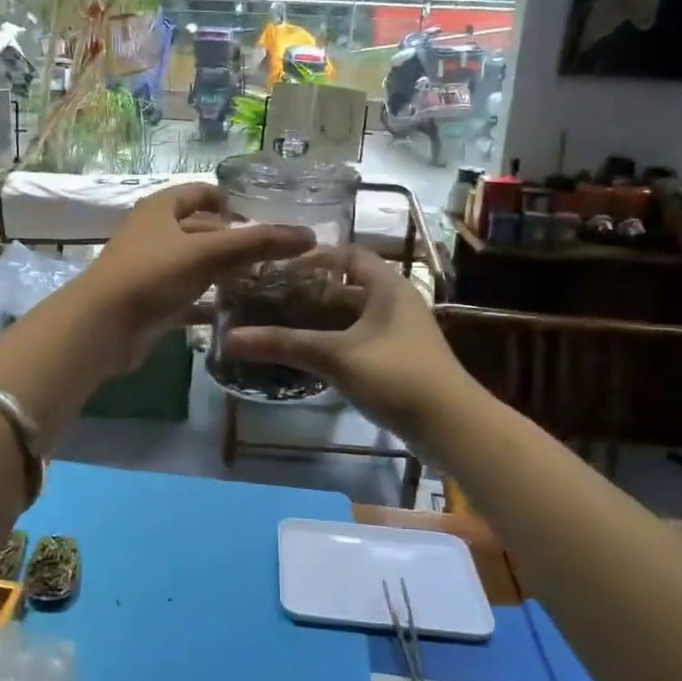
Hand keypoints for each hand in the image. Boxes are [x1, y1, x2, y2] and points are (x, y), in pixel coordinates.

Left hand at [69, 184, 315, 373]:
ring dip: (224, 272)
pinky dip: (209, 302)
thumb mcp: (208, 253)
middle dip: (234, 240)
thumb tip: (307, 235)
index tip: (264, 218)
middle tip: (273, 256)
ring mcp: (151, 269)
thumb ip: (257, 243)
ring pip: (195, 264)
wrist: (102, 326)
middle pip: (201, 229)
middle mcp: (154, 233)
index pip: (202, 192)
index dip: (232, 201)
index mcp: (162, 208)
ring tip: (264, 283)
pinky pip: (187, 296)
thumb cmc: (152, 274)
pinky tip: (236, 312)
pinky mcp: (151, 302)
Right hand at [221, 244, 468, 439]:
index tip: (276, 267)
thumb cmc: (396, 376)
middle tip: (268, 297)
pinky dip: (333, 341)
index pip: (347, 254)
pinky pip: (358, 339)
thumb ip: (284, 344)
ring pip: (351, 316)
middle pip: (346, 286)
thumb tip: (229, 337)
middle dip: (308, 291)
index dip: (313, 257)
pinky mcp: (398, 359)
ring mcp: (398, 333)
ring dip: (319, 319)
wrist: (452, 426)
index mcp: (387, 286)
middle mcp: (395, 301)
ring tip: (278, 323)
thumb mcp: (335, 356)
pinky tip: (306, 354)